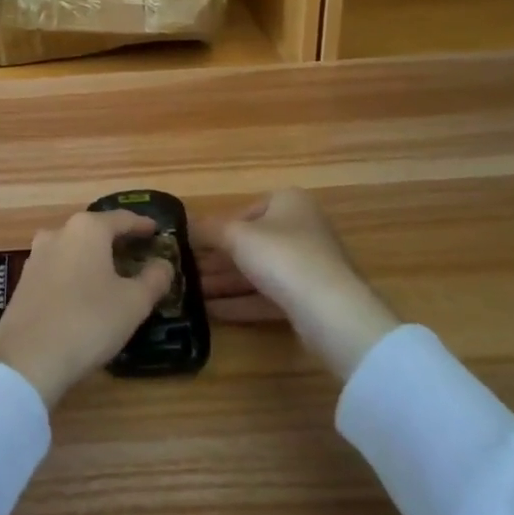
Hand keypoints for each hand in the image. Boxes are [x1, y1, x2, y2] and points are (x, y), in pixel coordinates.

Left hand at [0, 210, 174, 406]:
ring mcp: (36, 256)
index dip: (142, 225)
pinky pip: (58, 268)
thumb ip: (154, 278)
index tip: (156, 230)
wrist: (27, 359)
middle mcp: (59, 233)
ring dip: (94, 257)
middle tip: (137, 253)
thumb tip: (163, 263)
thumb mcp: (134, 303)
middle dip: (117, 240)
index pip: (122, 219)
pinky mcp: (24, 281)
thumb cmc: (88, 321)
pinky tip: (85, 293)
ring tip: (113, 274)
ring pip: (74, 249)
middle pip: (95, 230)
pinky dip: (76, 273)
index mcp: (87, 229)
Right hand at [195, 190, 399, 379]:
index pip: (245, 211)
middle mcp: (302, 228)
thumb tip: (182, 223)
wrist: (331, 311)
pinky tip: (212, 312)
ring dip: (226, 283)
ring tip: (192, 295)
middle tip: (187, 273)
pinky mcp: (309, 299)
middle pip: (251, 243)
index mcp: (289, 202)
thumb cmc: (281, 256)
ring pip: (258, 272)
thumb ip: (207, 229)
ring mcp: (308, 265)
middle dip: (218, 260)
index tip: (193, 245)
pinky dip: (242, 302)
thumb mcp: (235, 236)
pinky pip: (268, 296)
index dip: (217, 228)